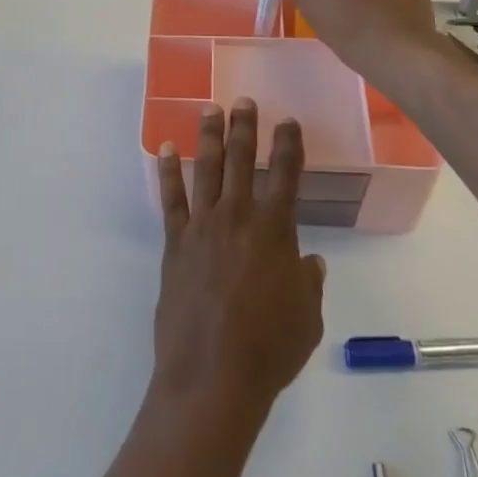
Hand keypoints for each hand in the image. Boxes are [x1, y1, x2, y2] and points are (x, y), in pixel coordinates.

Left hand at [152, 101, 325, 424]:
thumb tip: (312, 262)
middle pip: (240, 161)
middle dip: (244, 127)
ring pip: (206, 170)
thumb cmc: (269, 349)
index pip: (285, 175)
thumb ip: (309, 284)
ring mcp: (202, 227)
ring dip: (208, 137)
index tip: (288, 122)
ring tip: (209, 109)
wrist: (212, 376)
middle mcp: (238, 217)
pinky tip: (165, 150)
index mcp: (275, 231)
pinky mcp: (175, 243)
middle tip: (243, 100)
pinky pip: (171, 200)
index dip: (288, 145)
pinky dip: (167, 172)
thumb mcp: (307, 318)